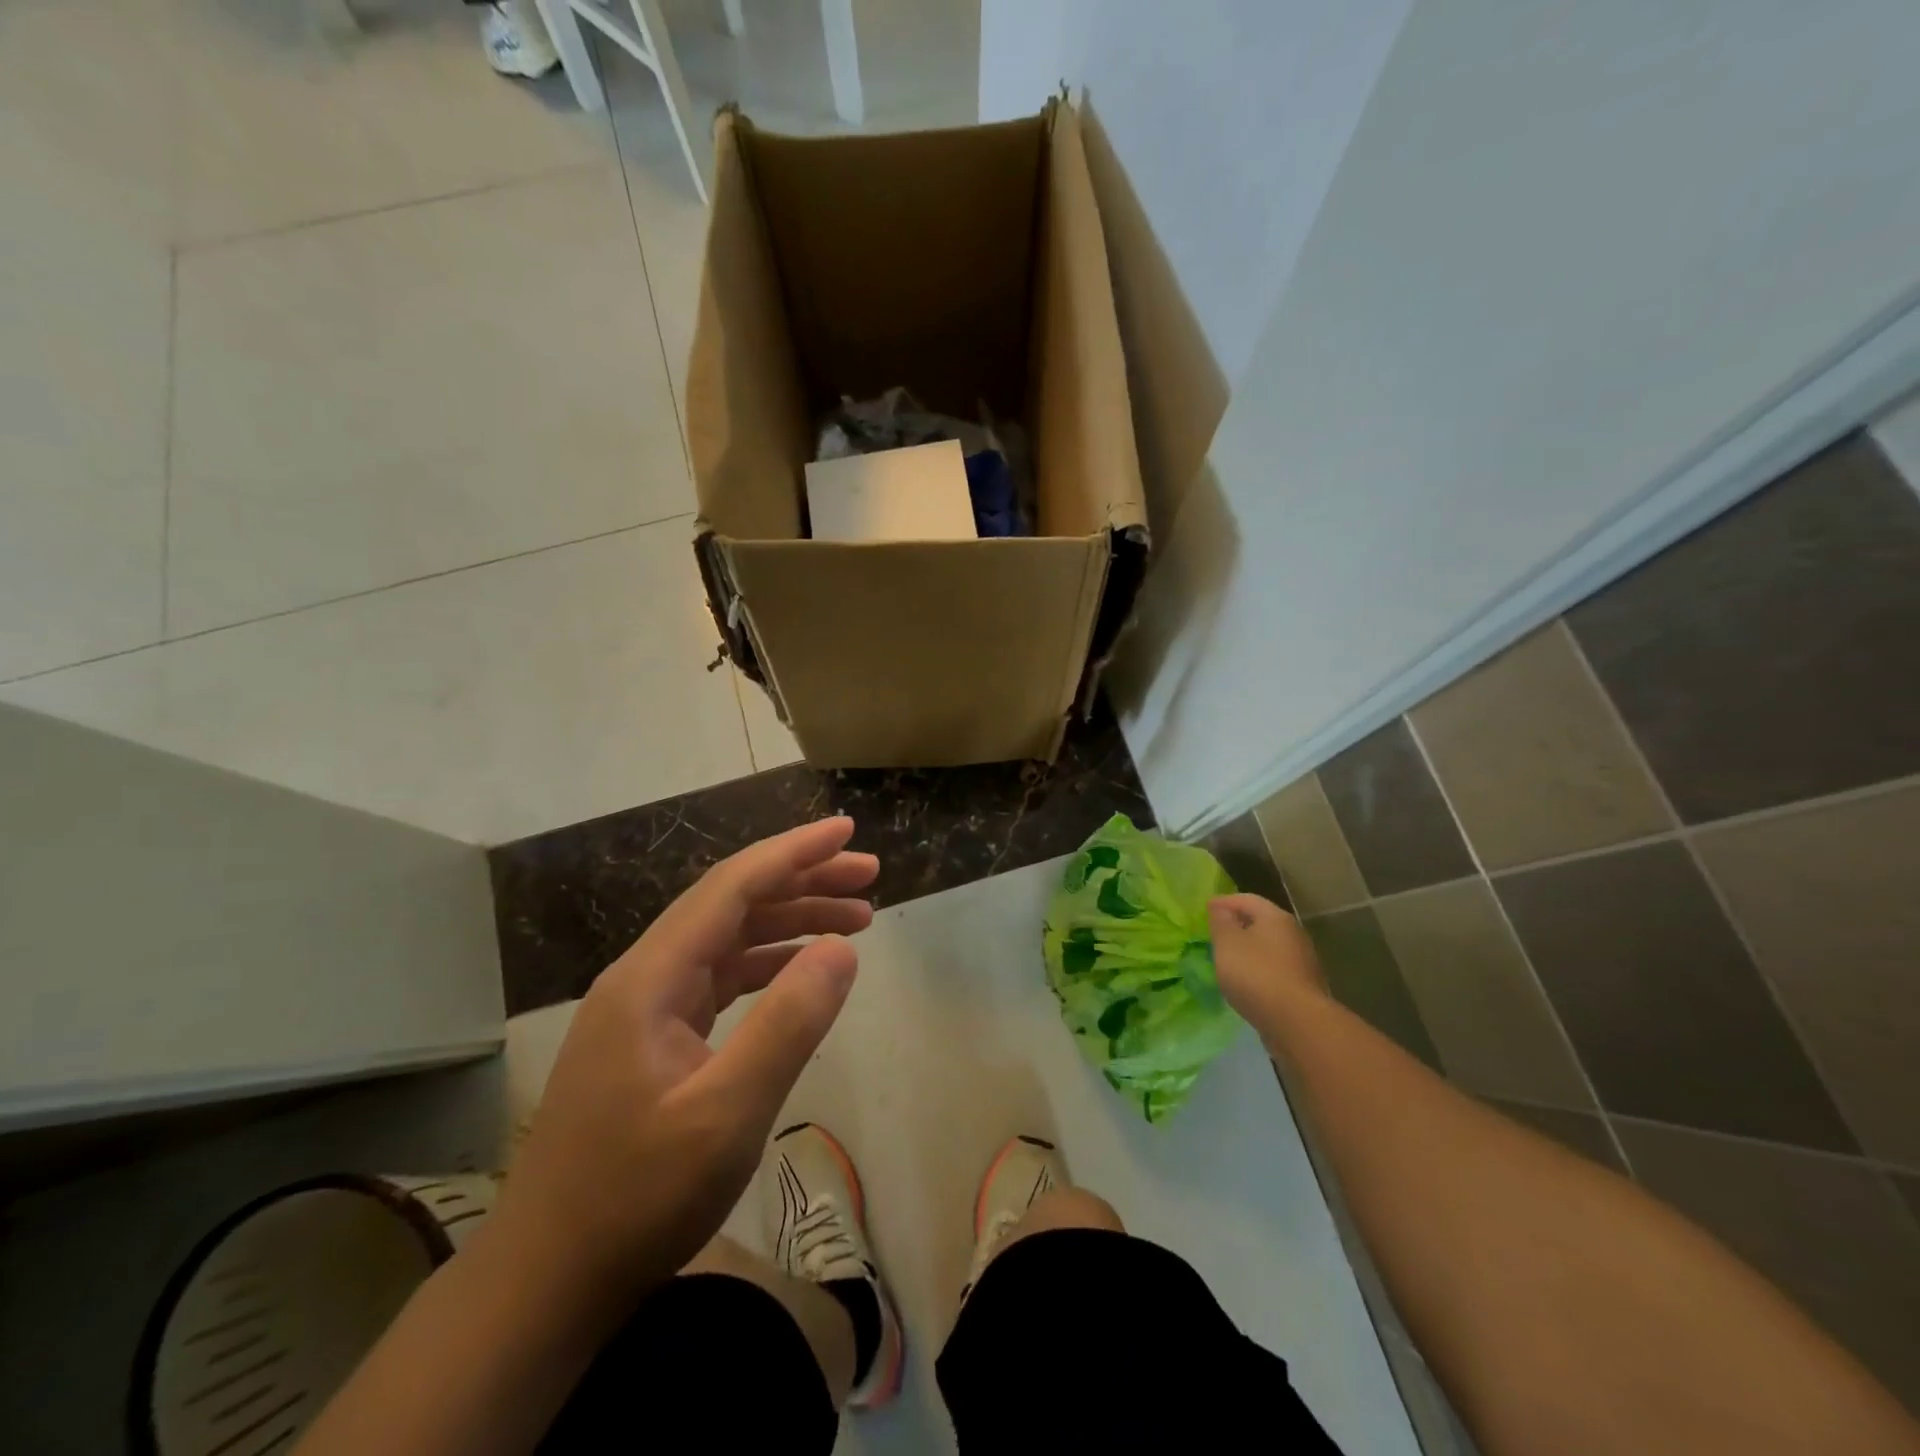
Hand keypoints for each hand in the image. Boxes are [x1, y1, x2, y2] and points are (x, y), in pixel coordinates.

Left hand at [485, 818, 876, 1321]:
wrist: (545, 1282)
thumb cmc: (636, 1199)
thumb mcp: (728, 1114)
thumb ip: (788, 1023)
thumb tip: (841, 949)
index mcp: (652, 978)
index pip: (732, 887)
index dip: (793, 852)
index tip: (846, 830)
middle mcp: (644, 977)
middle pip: (732, 904)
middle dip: (802, 881)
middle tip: (868, 876)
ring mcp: (645, 1008)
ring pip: (728, 939)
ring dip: (790, 921)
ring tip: (856, 919)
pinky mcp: (652, 1039)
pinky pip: (719, 978)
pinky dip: (767, 963)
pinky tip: (802, 970)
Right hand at [1207, 893, 1328, 1041]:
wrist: (1297, 1022)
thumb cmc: (1256, 974)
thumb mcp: (1227, 943)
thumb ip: (1221, 922)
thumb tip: (1221, 908)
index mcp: (1275, 917)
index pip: (1247, 899)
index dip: (1224, 902)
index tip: (1206, 909)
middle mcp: (1294, 933)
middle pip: (1262, 922)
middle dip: (1239, 924)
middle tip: (1216, 932)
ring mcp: (1303, 961)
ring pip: (1270, 947)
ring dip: (1250, 949)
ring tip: (1229, 958)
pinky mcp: (1304, 986)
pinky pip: (1276, 969)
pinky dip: (1260, 969)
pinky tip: (1247, 981)